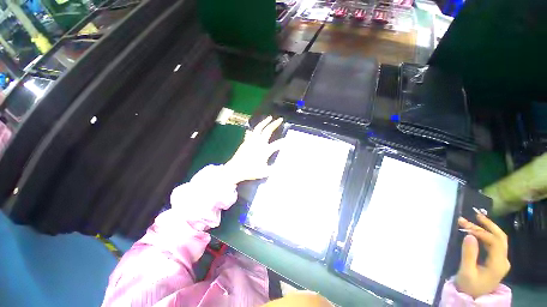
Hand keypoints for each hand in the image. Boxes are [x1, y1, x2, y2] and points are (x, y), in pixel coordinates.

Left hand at [224, 116, 283, 183]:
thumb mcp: (264, 172)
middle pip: (268, 130)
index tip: (288, 140)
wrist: (235, 169)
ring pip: (259, 128)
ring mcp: (251, 141)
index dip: (283, 142)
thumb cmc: (250, 171)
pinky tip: (258, 127)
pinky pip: (252, 131)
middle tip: (280, 119)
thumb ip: (273, 169)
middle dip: (275, 124)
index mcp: (265, 150)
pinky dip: (257, 128)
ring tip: (269, 117)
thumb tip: (282, 167)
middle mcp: (259, 143)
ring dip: (265, 122)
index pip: (277, 144)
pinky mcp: (246, 141)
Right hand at [456, 214, 510, 297]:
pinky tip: (479, 230)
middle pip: (501, 238)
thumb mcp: (466, 271)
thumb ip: (468, 254)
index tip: (466, 227)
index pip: (494, 242)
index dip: (481, 232)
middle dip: (489, 225)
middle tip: (476, 215)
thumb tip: (469, 235)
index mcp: (498, 264)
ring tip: (476, 219)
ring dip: (487, 228)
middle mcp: (503, 260)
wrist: (473, 297)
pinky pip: (495, 243)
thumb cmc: (469, 285)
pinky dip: (487, 234)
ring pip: (498, 239)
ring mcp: (501, 260)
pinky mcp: (497, 260)